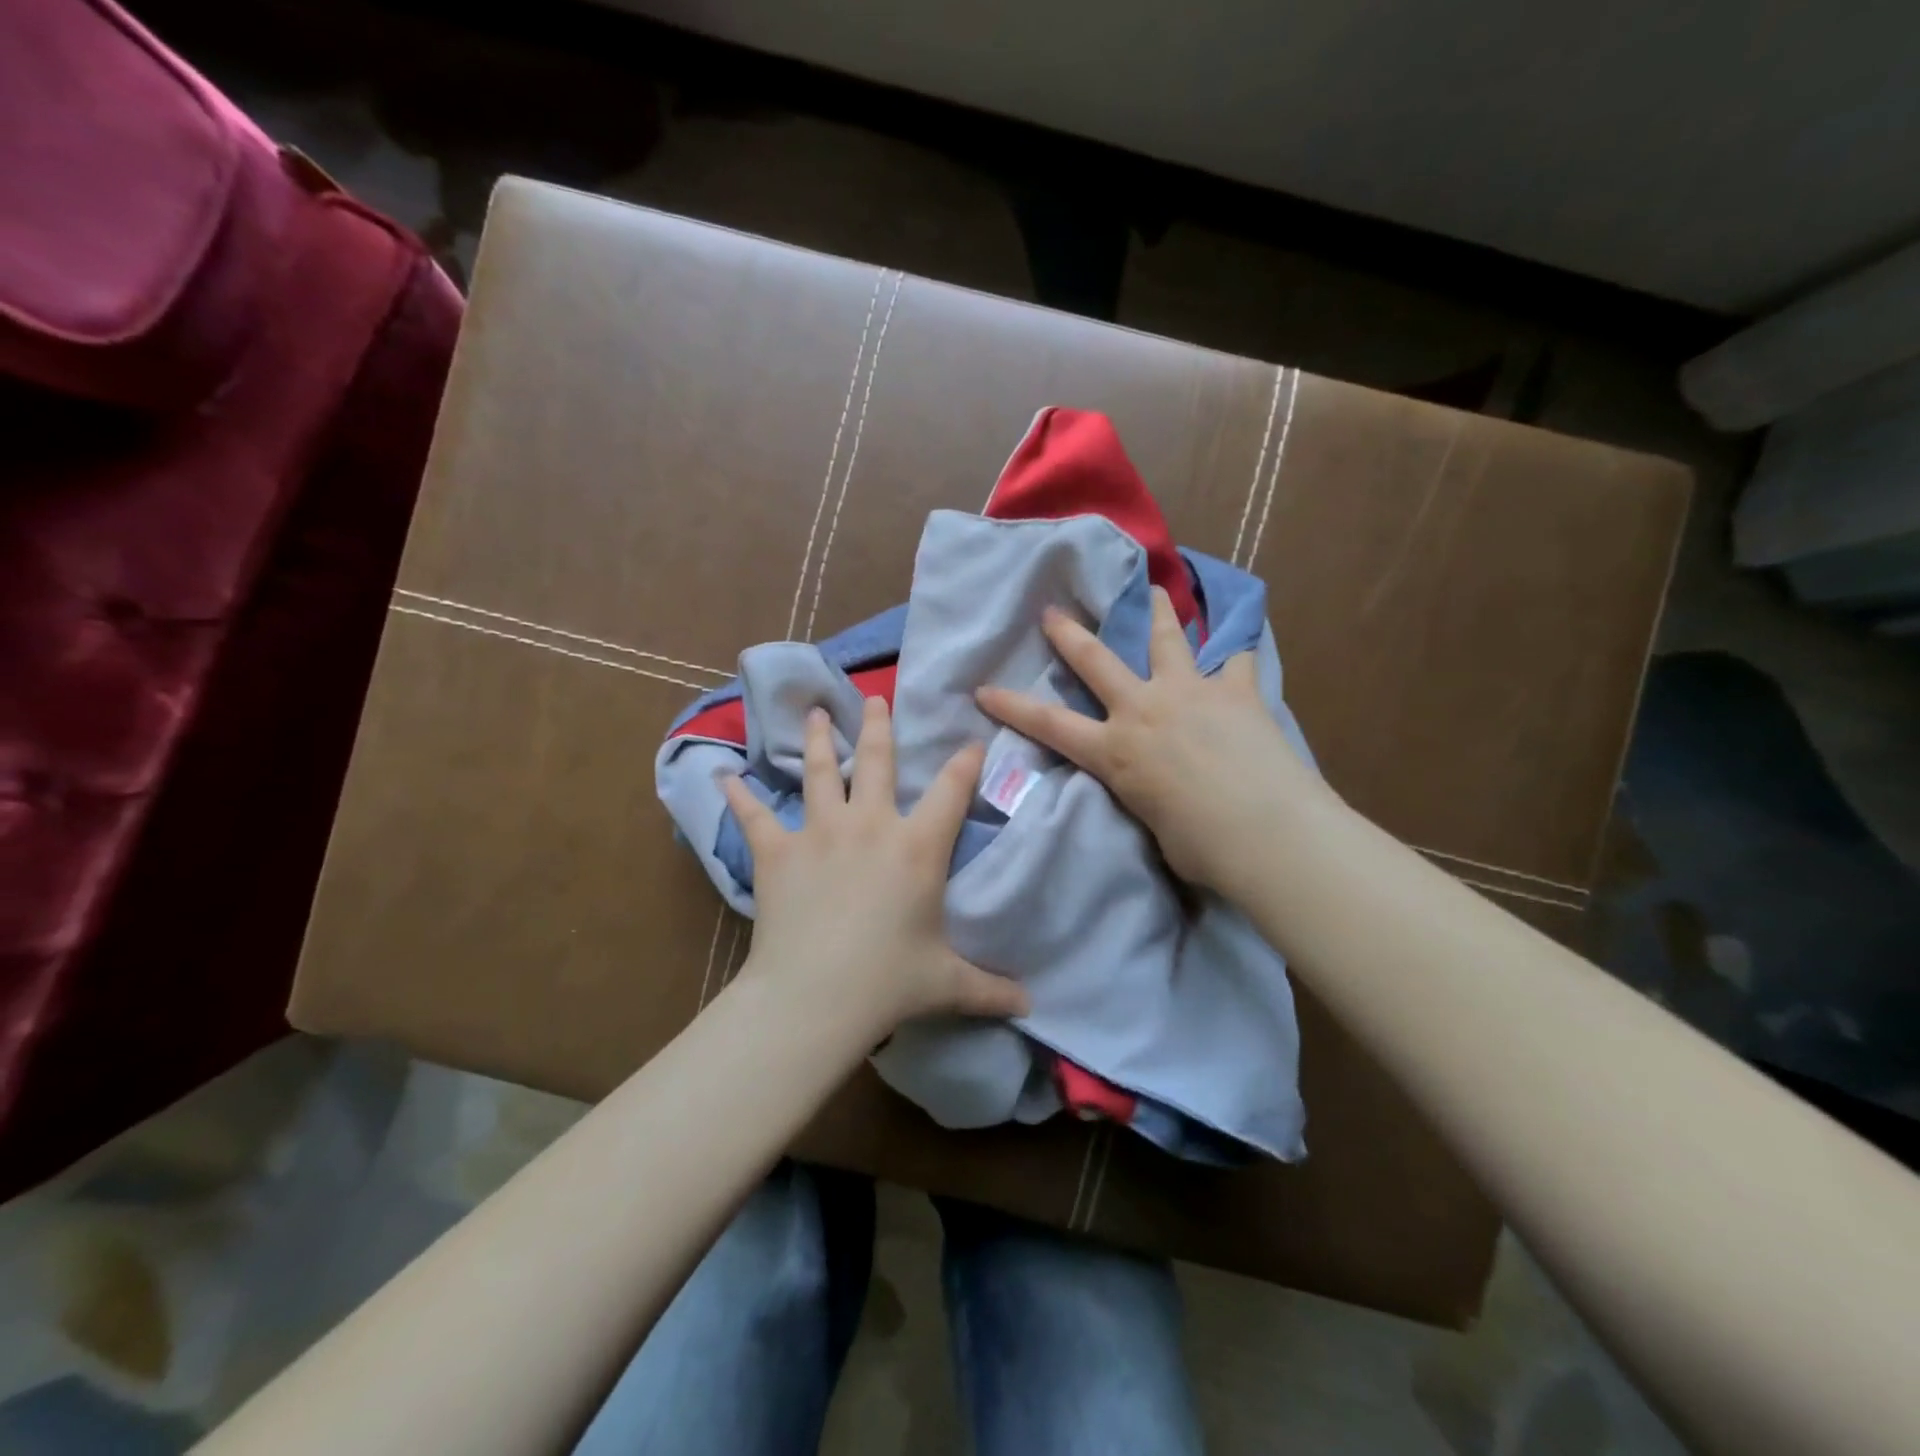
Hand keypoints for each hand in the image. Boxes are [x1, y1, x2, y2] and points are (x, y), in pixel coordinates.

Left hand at [721, 698, 1029, 1040]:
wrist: (815, 996)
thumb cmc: (888, 982)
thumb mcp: (947, 983)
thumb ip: (990, 989)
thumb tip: (1029, 1006)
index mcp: (918, 847)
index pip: (952, 791)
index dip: (965, 763)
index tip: (971, 742)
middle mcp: (871, 825)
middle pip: (878, 761)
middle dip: (879, 726)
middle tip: (874, 698)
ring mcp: (820, 832)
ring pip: (821, 772)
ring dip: (818, 740)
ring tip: (815, 714)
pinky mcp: (777, 850)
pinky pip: (754, 816)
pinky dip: (738, 796)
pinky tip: (725, 776)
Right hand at [975, 587, 1326, 892]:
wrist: (1269, 832)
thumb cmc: (1203, 848)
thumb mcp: (1152, 823)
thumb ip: (1145, 793)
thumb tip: (1157, 788)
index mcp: (1116, 750)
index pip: (1050, 724)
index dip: (1012, 705)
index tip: (983, 688)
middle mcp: (1145, 709)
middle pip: (1097, 661)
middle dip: (1069, 635)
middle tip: (1053, 611)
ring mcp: (1191, 693)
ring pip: (1166, 640)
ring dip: (1156, 612)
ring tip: (1154, 590)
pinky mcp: (1237, 692)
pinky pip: (1235, 661)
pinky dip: (1233, 653)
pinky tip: (1238, 642)